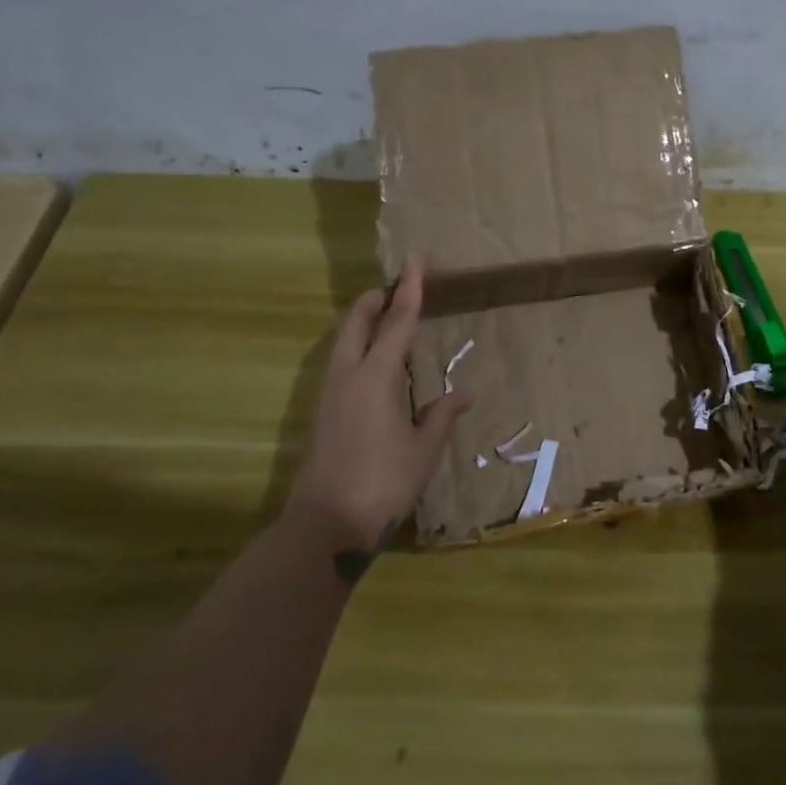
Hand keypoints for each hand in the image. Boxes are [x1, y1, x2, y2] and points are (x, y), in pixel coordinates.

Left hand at [289, 255, 470, 567]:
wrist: (326, 524)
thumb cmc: (384, 482)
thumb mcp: (425, 450)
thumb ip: (442, 415)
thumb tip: (464, 392)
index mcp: (377, 378)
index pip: (397, 322)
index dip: (409, 290)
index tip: (414, 261)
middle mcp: (347, 376)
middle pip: (357, 323)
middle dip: (374, 301)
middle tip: (394, 289)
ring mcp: (328, 395)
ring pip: (343, 344)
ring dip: (362, 325)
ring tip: (385, 323)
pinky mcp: (321, 414)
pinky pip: (340, 365)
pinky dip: (356, 351)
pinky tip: (373, 369)